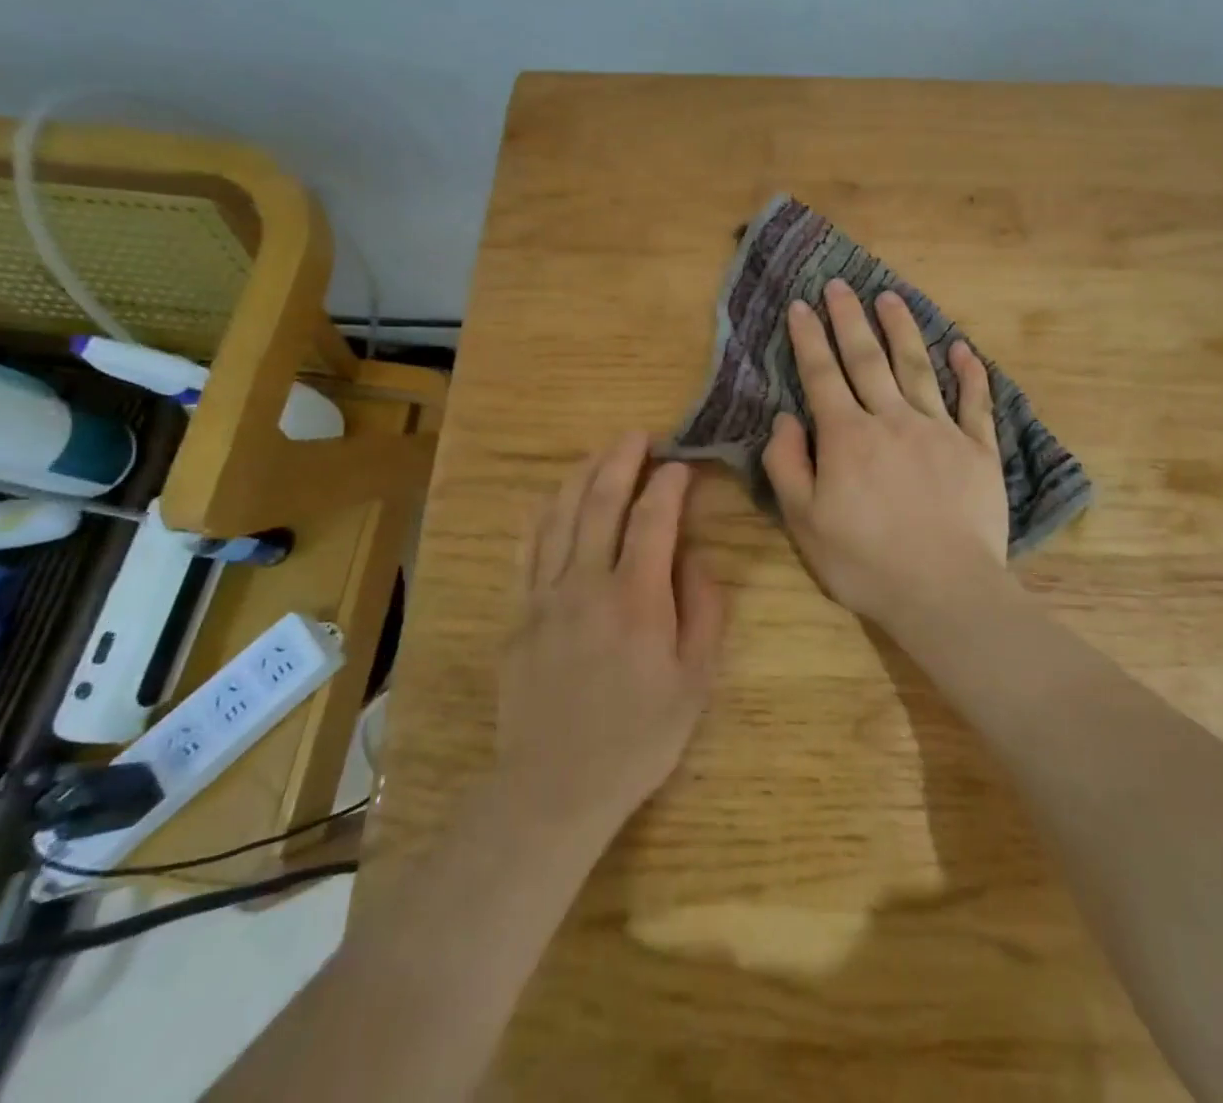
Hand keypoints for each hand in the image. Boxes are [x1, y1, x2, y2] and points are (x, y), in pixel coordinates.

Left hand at [500, 433, 726, 837]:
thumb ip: (703, 611)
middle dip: (621, 460)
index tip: (681, 465)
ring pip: (560, 515)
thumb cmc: (638, 737)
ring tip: (600, 452)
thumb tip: (695, 558)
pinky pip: (528, 548)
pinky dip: (543, 513)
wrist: (555, 787)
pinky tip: (553, 498)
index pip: (653, 519)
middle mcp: (586, 583)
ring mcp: (544, 595)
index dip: (669, 484)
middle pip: (600, 501)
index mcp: (636, 598)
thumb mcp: (695, 681)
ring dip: (582, 475)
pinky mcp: (518, 613)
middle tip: (638, 436)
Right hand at [762, 279, 1010, 628]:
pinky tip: (963, 349)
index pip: (822, 375)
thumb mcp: (804, 521)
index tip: (802, 304)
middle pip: (868, 359)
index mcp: (847, 436)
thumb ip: (787, 464)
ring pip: (917, 367)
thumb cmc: (863, 561)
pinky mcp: (978, 450)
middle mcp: (892, 420)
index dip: (809, 338)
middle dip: (850, 319)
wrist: (943, 590)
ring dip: (902, 329)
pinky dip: (970, 374)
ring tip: (890, 296)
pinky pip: (975, 402)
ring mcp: (940, 431)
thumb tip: (784, 418)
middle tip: (841, 285)